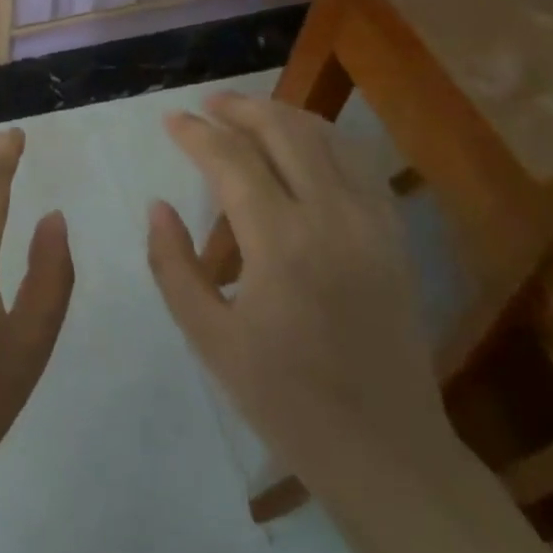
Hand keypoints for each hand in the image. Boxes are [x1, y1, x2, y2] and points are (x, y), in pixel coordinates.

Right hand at [145, 94, 458, 497]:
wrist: (384, 448)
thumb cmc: (284, 399)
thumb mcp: (209, 338)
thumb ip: (173, 265)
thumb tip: (158, 206)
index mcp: (280, 243)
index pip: (231, 160)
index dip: (196, 133)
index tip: (170, 120)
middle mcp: (331, 217)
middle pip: (284, 131)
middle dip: (240, 108)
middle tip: (207, 104)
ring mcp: (372, 223)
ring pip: (327, 139)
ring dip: (283, 116)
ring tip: (248, 114)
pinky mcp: (394, 237)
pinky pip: (359, 166)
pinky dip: (325, 142)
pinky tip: (304, 148)